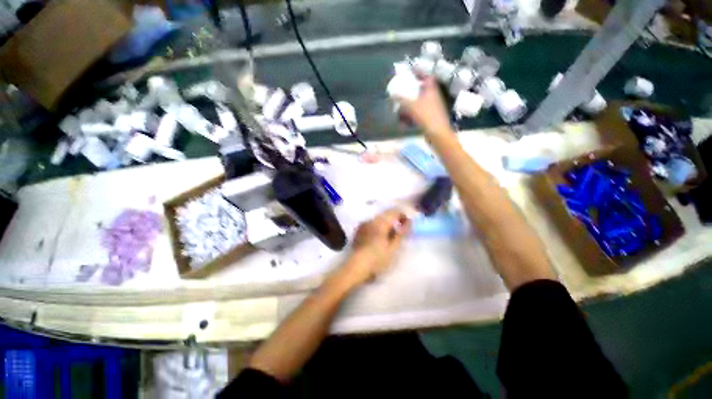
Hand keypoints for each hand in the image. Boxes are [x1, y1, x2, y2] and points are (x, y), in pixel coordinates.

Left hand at [339, 209, 411, 286]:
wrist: (356, 267)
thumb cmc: (377, 258)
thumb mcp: (393, 248)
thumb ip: (401, 233)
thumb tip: (408, 222)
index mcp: (380, 222)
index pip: (394, 211)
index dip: (403, 216)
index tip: (407, 226)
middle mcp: (371, 219)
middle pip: (386, 214)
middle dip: (395, 220)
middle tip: (400, 232)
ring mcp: (364, 224)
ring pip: (379, 219)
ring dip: (386, 224)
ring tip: (390, 236)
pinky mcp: (359, 230)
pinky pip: (372, 224)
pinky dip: (378, 227)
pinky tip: (379, 239)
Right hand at [397, 77, 452, 137]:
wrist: (437, 133)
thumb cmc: (426, 116)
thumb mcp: (411, 106)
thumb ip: (401, 99)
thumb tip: (392, 95)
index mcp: (431, 90)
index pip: (427, 76)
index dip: (420, 73)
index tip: (411, 73)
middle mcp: (433, 97)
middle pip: (421, 92)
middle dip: (410, 95)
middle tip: (400, 96)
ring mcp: (432, 109)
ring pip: (418, 105)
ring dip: (408, 110)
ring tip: (399, 115)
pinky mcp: (430, 119)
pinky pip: (419, 115)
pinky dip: (411, 118)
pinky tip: (404, 125)